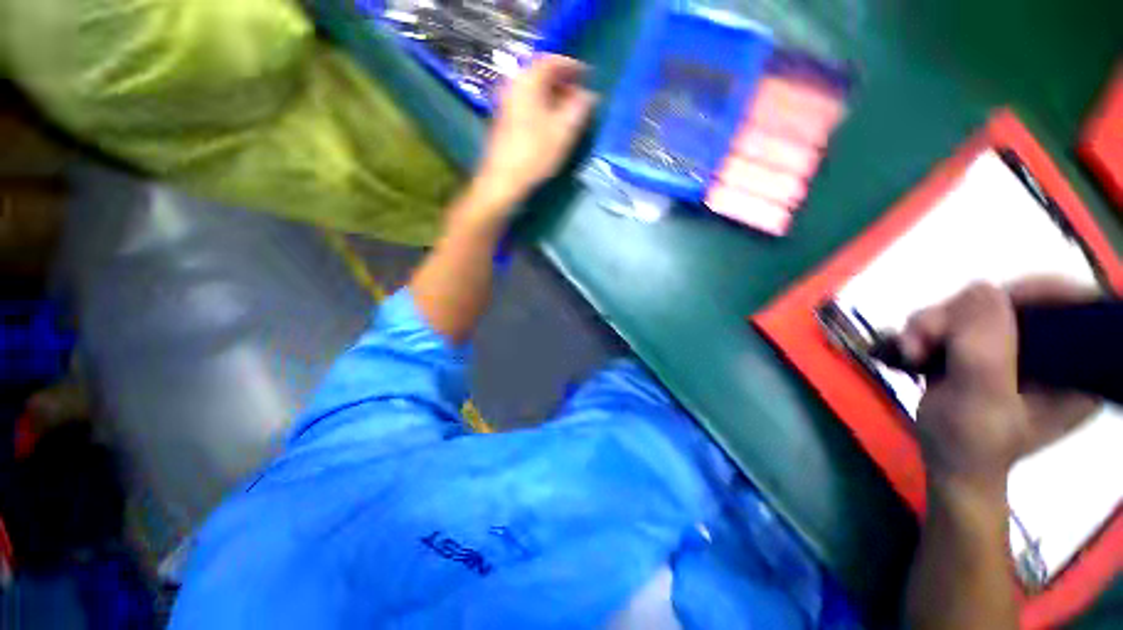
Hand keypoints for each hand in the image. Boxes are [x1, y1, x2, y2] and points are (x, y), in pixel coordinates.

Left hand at [472, 55, 596, 212]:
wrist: (503, 179)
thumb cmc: (534, 154)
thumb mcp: (563, 131)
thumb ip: (579, 108)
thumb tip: (590, 95)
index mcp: (527, 82)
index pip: (552, 61)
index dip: (572, 66)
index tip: (588, 75)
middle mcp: (513, 86)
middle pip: (541, 75)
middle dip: (564, 82)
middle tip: (580, 95)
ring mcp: (506, 103)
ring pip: (534, 91)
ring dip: (553, 96)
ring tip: (569, 111)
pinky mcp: (504, 120)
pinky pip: (527, 103)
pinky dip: (542, 106)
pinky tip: (552, 122)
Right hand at [899, 279, 1099, 493]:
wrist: (944, 460)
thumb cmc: (971, 444)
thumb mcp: (981, 400)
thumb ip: (985, 349)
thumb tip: (981, 289)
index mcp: (1077, 367)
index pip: (1074, 304)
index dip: (1035, 292)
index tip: (983, 306)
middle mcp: (1053, 348)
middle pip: (1014, 301)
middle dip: (961, 314)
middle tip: (925, 338)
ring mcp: (1016, 346)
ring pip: (976, 307)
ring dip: (934, 322)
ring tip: (910, 349)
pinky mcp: (985, 346)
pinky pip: (956, 318)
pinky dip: (925, 328)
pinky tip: (910, 348)